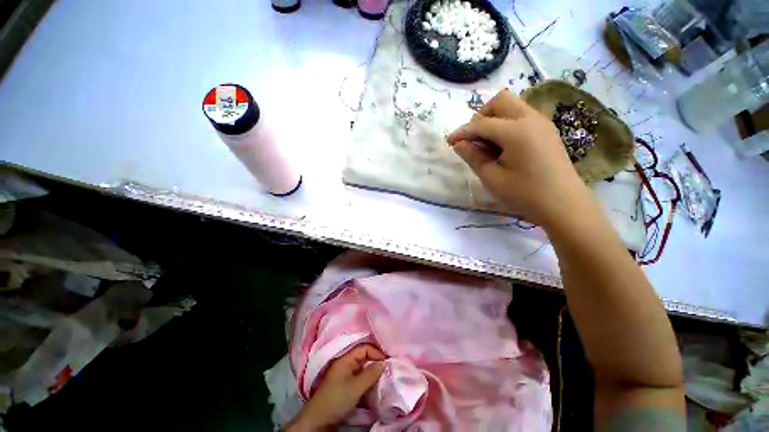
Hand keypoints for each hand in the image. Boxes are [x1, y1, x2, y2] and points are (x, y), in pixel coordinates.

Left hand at [287, 344, 385, 431]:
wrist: (319, 420)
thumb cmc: (337, 399)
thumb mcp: (355, 387)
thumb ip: (371, 373)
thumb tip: (384, 363)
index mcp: (345, 359)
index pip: (364, 348)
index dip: (376, 353)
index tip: (387, 362)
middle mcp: (345, 363)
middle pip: (364, 357)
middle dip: (375, 361)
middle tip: (388, 369)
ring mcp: (345, 374)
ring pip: (363, 368)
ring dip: (372, 371)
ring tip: (383, 377)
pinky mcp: (346, 385)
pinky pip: (360, 377)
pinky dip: (368, 379)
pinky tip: (374, 385)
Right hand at [447, 89, 589, 224]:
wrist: (563, 204)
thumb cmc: (524, 194)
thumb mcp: (492, 178)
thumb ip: (473, 157)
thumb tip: (458, 143)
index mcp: (516, 131)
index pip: (481, 124)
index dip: (462, 132)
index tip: (449, 142)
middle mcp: (530, 118)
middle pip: (500, 101)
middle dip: (481, 116)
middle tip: (473, 139)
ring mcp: (541, 122)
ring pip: (512, 106)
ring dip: (494, 119)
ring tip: (487, 144)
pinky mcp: (546, 130)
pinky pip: (522, 115)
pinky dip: (507, 123)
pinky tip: (503, 146)